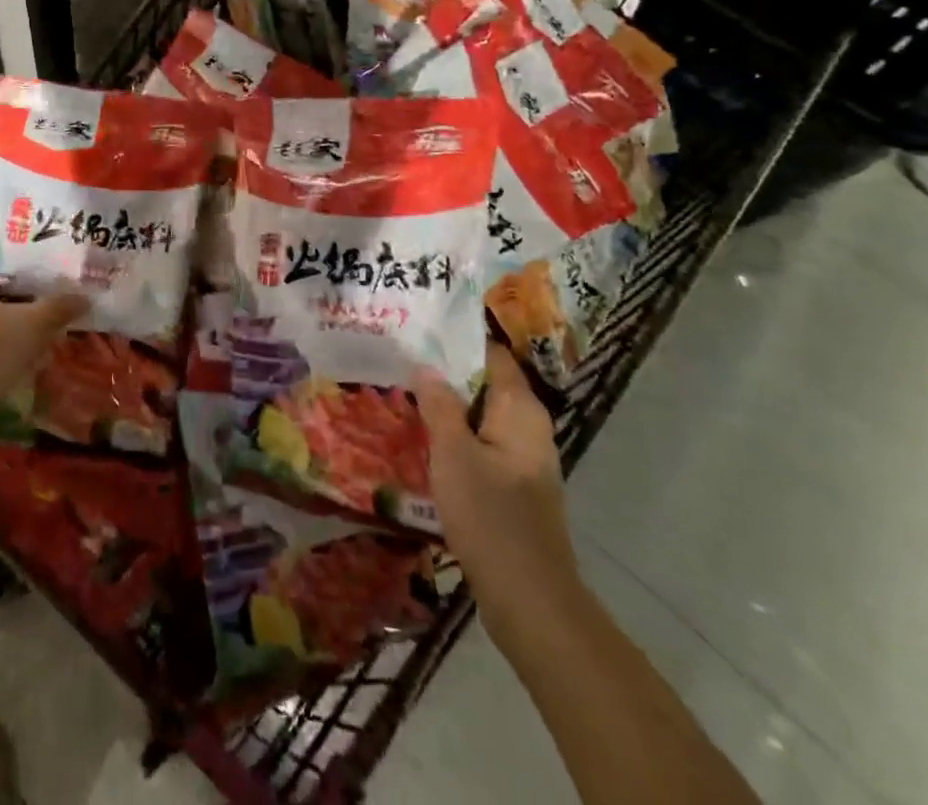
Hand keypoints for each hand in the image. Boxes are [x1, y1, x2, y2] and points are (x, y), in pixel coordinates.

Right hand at [413, 339, 582, 638]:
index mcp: (521, 410)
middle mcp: (527, 428)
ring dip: (445, 404)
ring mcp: (520, 459)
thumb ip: (439, 405)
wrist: (529, 601)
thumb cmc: (492, 517)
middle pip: (484, 383)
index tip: (419, 326)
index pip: (491, 355)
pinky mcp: (510, 487)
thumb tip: (426, 366)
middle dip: (444, 371)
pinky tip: (419, 437)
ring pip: (478, 416)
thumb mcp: (454, 454)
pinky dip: (452, 435)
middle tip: (398, 355)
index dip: (456, 338)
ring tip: (400, 388)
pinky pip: (478, 444)